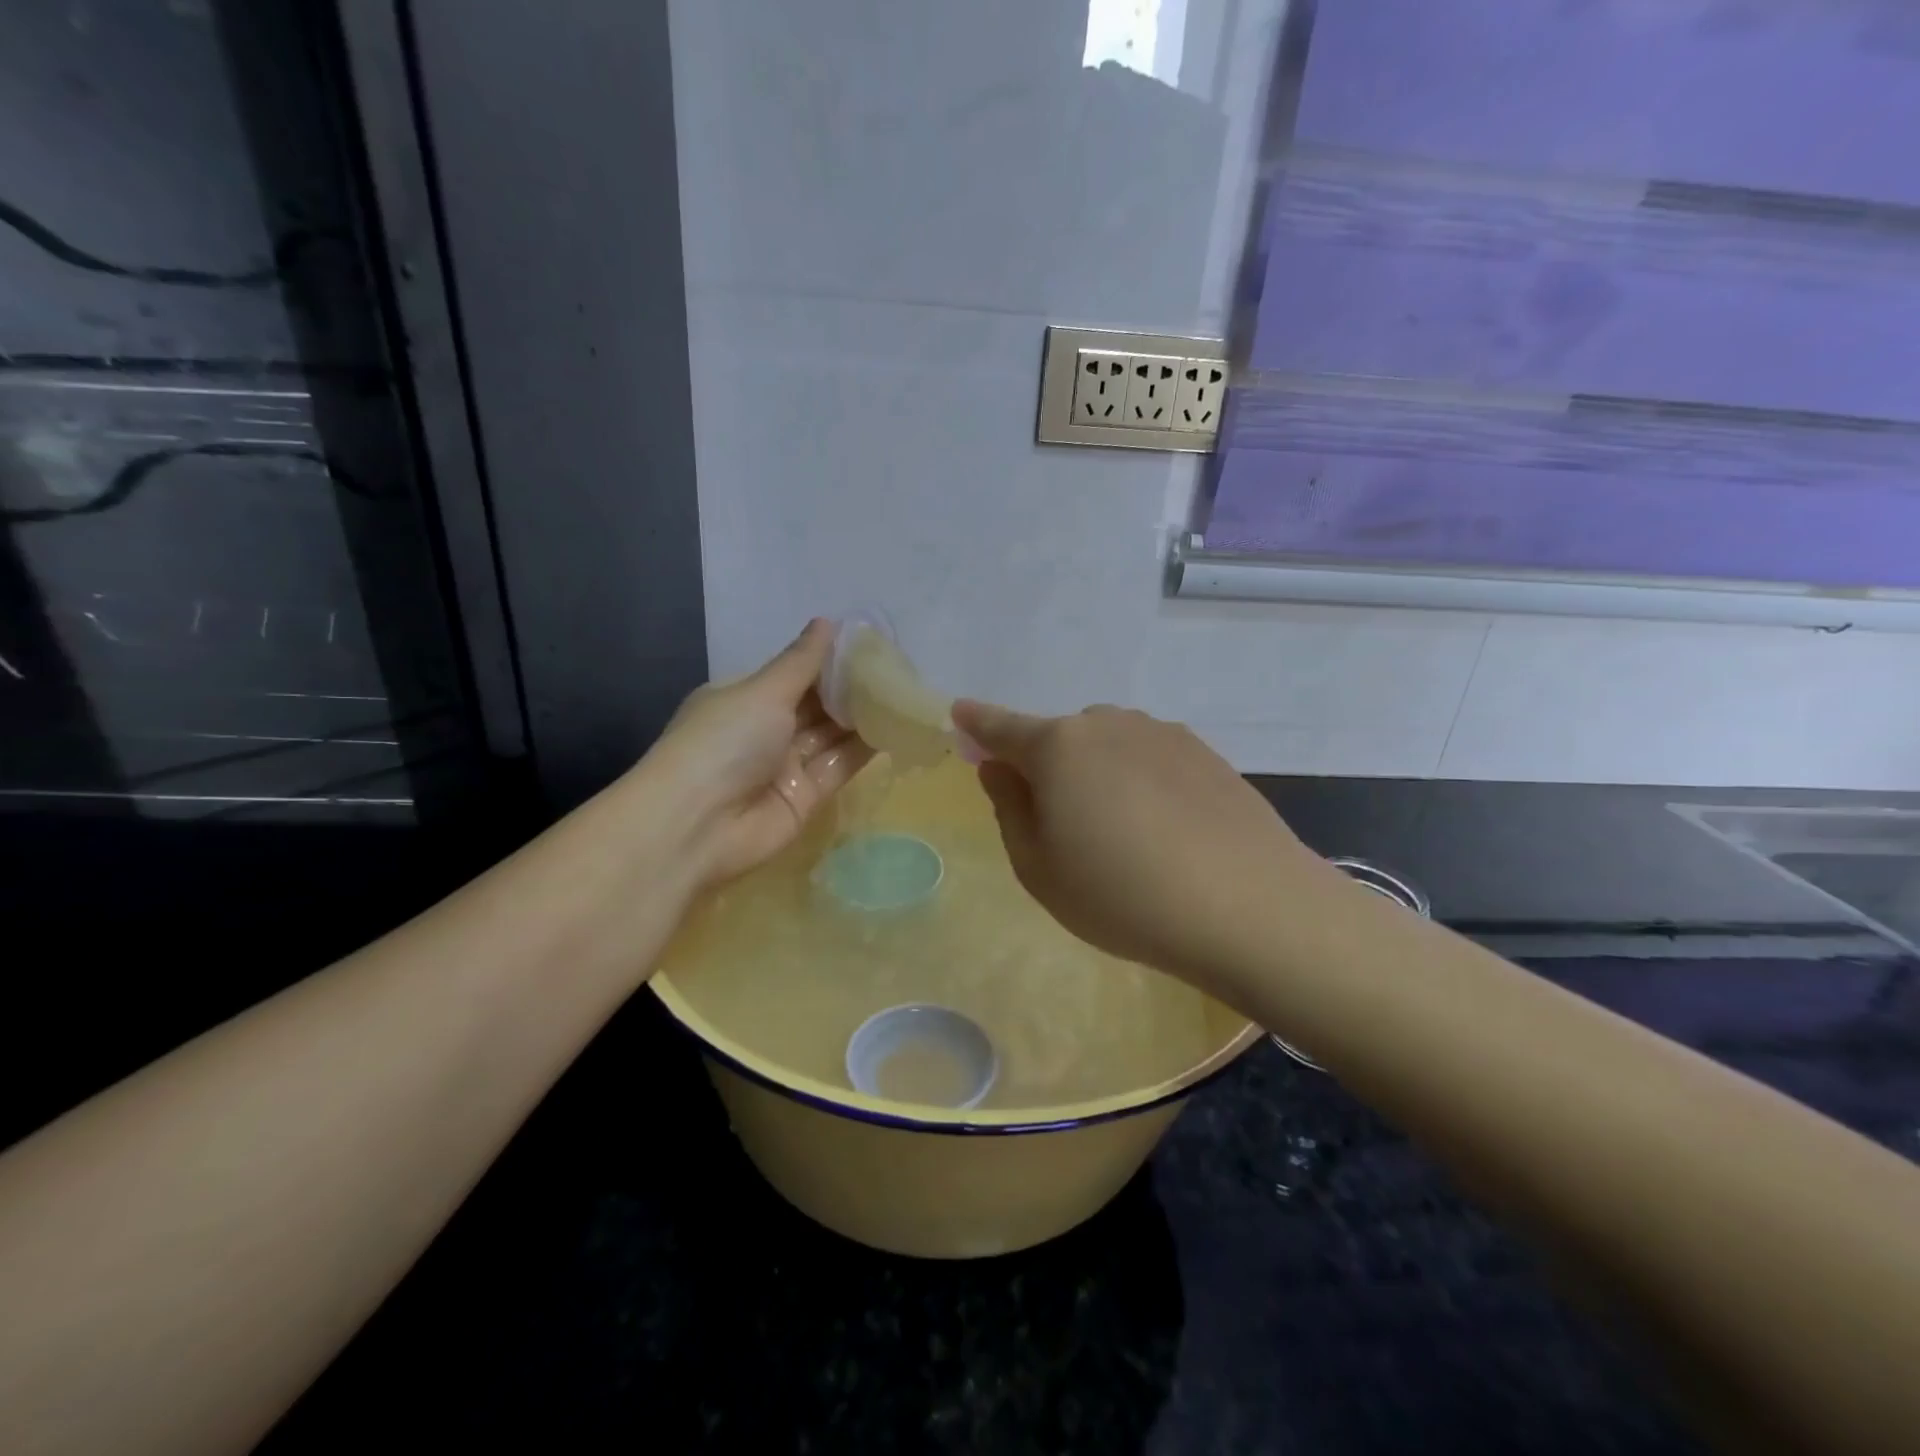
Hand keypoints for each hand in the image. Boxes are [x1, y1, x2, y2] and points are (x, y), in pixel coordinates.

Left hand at [649, 620, 871, 887]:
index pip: (792, 675)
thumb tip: (828, 621)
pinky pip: (838, 767)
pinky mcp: (806, 798)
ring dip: (861, 717)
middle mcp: (763, 731)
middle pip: (814, 705)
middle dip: (849, 688)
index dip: (828, 660)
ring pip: (830, 736)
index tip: (868, 644)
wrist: (697, 826)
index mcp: (742, 699)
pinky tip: (894, 727)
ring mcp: (784, 767)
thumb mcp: (762, 692)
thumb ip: (801, 662)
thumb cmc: (723, 742)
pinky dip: (863, 749)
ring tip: (902, 692)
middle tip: (895, 667)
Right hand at [951, 700, 1336, 986]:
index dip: (977, 723)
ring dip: (1098, 774)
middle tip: (1060, 823)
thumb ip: (1010, 808)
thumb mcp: (1039, 867)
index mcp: (1058, 747)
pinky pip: (1150, 758)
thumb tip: (1000, 768)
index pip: (1002, 727)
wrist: (1248, 906)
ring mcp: (1162, 734)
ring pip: (1109, 746)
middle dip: (1048, 765)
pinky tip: (1163, 829)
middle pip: (1060, 738)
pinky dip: (1140, 781)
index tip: (959, 713)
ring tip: (1121, 834)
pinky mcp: (1205, 753)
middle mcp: (1108, 724)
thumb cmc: (1122, 895)